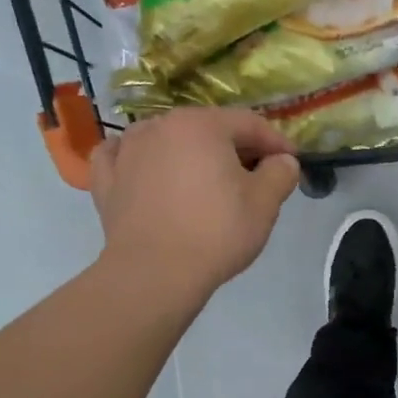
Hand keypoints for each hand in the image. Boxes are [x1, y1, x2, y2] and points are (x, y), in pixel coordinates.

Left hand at [90, 108, 301, 296]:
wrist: (154, 273)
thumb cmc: (216, 232)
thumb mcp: (265, 204)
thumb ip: (280, 173)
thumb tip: (283, 161)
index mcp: (202, 125)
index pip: (249, 123)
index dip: (275, 142)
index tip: (291, 161)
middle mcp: (161, 126)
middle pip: (207, 128)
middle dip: (234, 147)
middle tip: (254, 174)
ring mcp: (127, 150)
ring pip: (166, 138)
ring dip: (189, 151)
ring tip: (204, 176)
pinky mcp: (106, 180)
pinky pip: (124, 156)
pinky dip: (140, 159)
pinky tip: (146, 168)